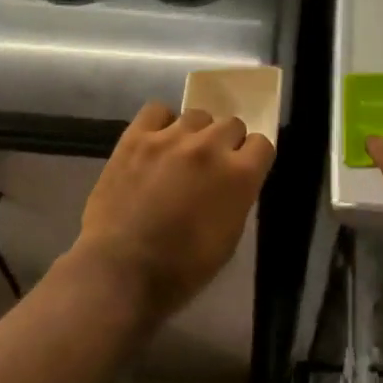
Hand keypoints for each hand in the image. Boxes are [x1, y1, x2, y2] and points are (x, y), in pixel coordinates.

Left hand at [75, 102, 276, 322]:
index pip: (262, 144)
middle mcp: (210, 147)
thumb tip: (232, 181)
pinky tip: (156, 142)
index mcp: (238, 175)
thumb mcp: (229, 239)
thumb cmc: (181, 269)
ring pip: (197, 115)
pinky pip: (156, 111)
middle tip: (210, 166)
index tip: (242, 171)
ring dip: (196, 133)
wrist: (120, 271)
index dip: (253, 159)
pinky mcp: (136, 138)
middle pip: (231, 124)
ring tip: (181, 154)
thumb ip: (237, 198)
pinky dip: (160, 123)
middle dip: (226, 144)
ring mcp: (171, 138)